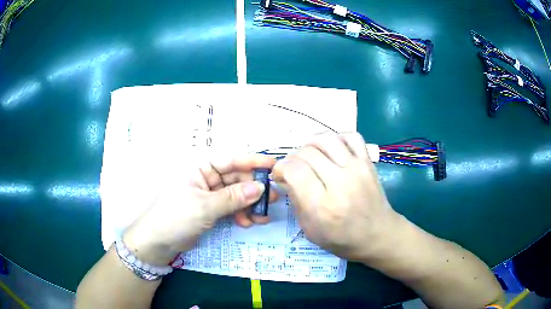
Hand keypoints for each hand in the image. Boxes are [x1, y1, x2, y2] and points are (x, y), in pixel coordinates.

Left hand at [122, 154, 277, 264]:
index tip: (274, 166)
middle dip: (254, 190)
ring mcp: (209, 195)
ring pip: (236, 195)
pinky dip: (240, 214)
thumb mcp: (205, 206)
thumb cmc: (176, 216)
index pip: (231, 160)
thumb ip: (233, 197)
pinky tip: (247, 223)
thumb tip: (261, 188)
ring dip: (249, 205)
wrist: (158, 241)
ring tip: (262, 217)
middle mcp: (206, 178)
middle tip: (274, 199)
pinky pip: (230, 208)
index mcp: (200, 168)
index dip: (253, 162)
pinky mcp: (210, 210)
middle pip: (236, 179)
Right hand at [272, 133, 401, 261]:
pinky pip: (351, 137)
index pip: (295, 170)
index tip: (279, 175)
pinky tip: (332, 149)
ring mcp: (357, 169)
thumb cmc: (343, 239)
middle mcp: (340, 182)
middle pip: (307, 153)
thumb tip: (287, 177)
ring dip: (311, 144)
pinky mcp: (368, 162)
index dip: (281, 168)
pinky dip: (337, 138)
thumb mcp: (310, 230)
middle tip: (293, 169)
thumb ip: (296, 202)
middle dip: (293, 158)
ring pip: (326, 139)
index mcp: (323, 206)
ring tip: (309, 155)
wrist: (378, 235)